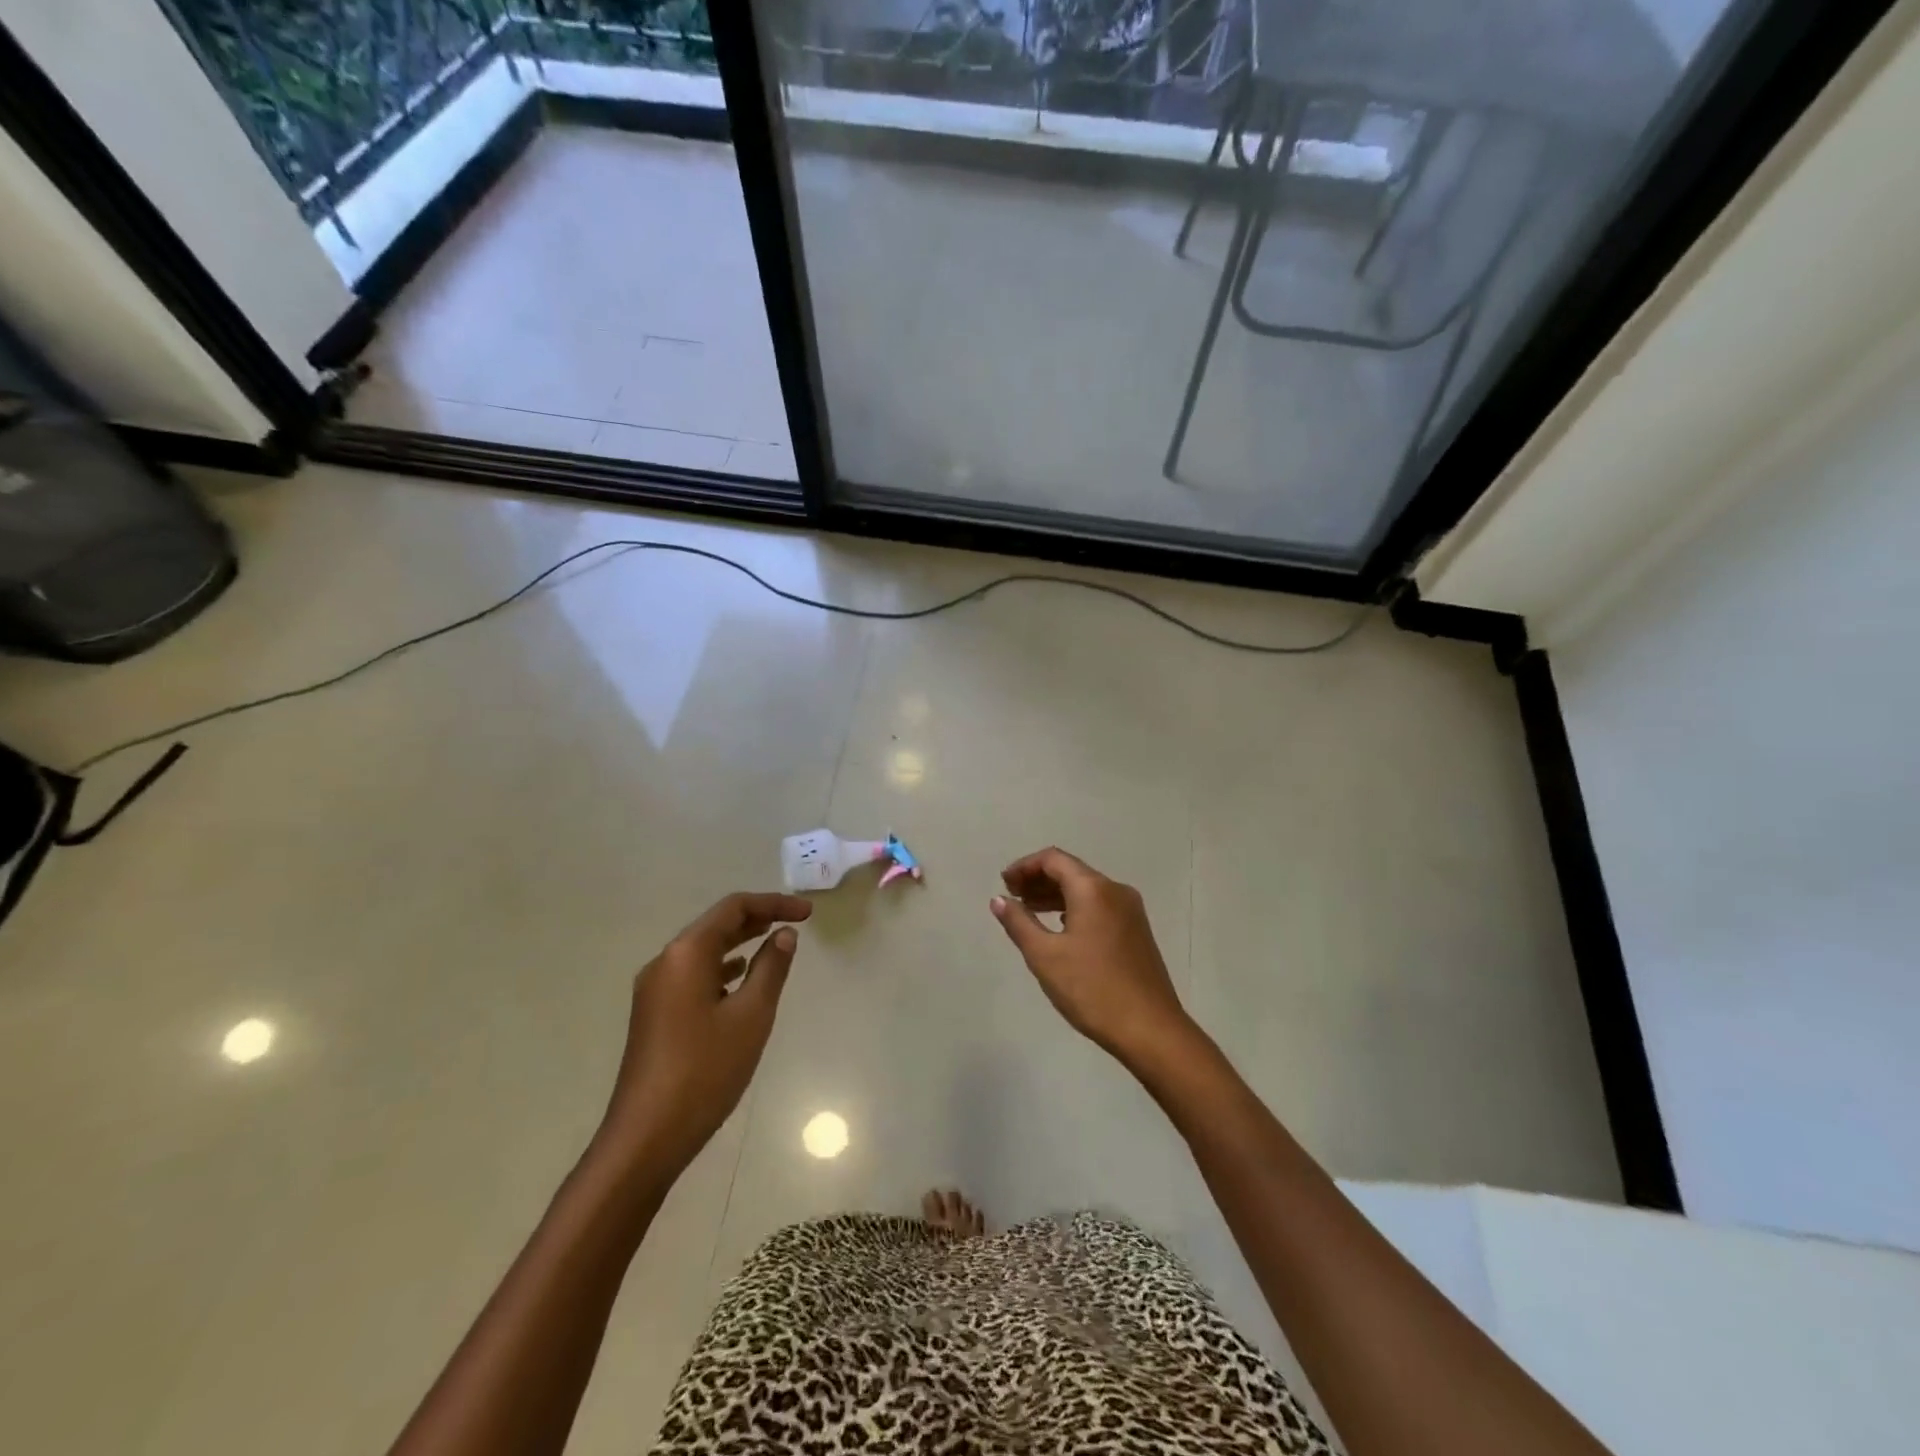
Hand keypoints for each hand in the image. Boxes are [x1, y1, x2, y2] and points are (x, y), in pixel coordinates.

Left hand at [596, 892, 811, 1182]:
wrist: (646, 1136)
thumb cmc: (705, 1070)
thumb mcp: (751, 1015)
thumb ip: (771, 968)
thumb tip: (784, 934)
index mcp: (686, 954)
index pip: (733, 908)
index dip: (773, 903)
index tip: (808, 913)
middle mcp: (665, 962)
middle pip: (715, 925)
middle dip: (757, 919)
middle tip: (795, 923)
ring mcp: (655, 990)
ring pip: (703, 950)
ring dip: (740, 942)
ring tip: (774, 944)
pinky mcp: (654, 1014)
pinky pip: (693, 974)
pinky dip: (722, 967)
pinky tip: (740, 980)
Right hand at [991, 848, 1197, 1071]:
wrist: (1151, 1030)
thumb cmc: (1092, 989)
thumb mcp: (1045, 956)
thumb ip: (1019, 922)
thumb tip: (999, 899)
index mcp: (1093, 889)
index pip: (1053, 859)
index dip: (1025, 866)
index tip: (1004, 884)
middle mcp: (1115, 891)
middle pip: (1071, 871)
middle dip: (1039, 879)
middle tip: (1012, 897)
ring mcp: (1130, 911)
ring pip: (1086, 890)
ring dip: (1056, 895)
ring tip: (1029, 912)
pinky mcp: (1136, 931)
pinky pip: (1099, 906)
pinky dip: (1075, 909)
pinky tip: (1060, 929)